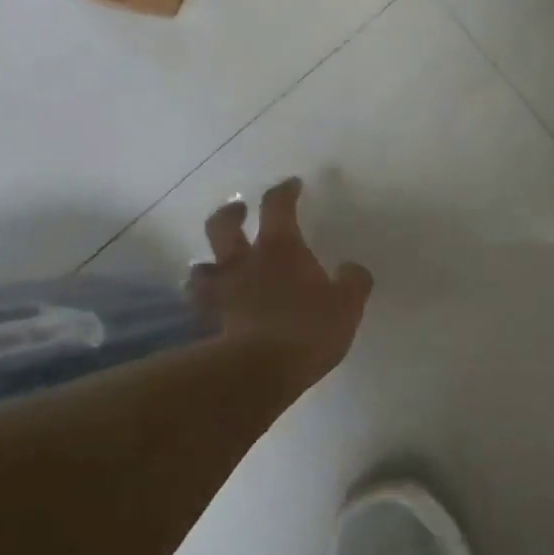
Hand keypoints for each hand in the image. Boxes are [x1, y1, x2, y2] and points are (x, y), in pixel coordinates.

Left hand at [189, 177, 373, 391]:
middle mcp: (244, 263)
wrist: (260, 370)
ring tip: (218, 269)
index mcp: (280, 248)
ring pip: (200, 268)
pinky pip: (201, 307)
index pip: (277, 205)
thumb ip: (353, 281)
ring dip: (208, 264)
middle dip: (230, 214)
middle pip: (222, 226)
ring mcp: (222, 293)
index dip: (284, 191)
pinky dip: (206, 304)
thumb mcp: (347, 303)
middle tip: (239, 212)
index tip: (292, 185)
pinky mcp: (210, 324)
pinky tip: (216, 311)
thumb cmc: (308, 328)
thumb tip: (351, 269)